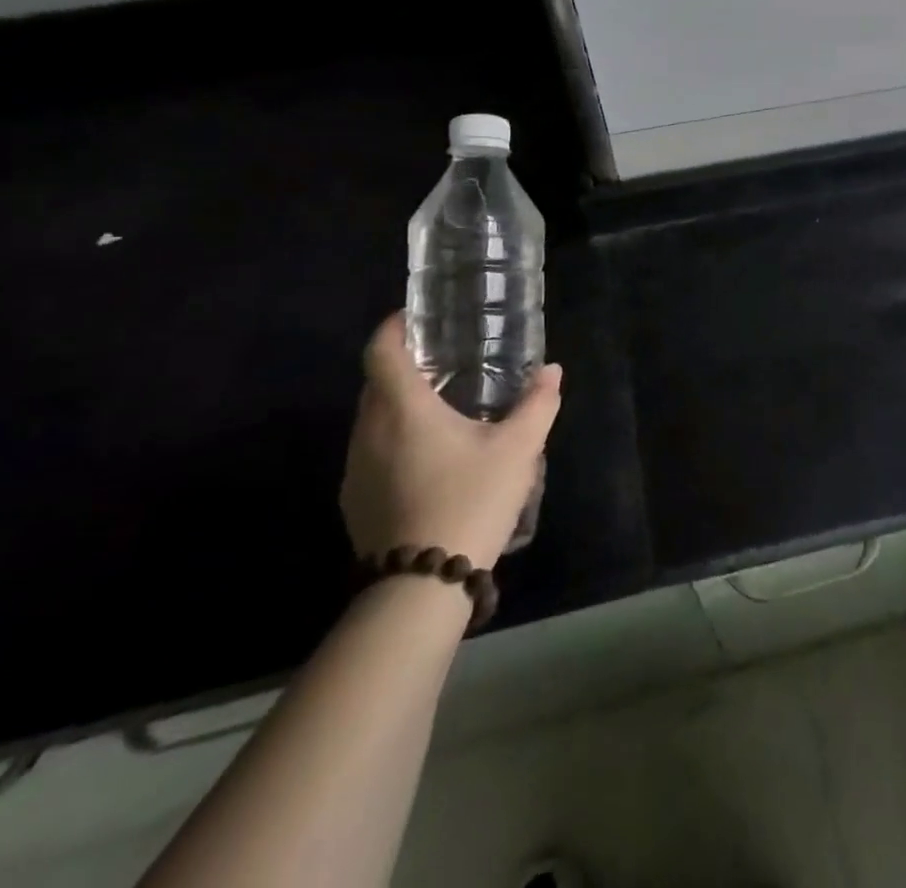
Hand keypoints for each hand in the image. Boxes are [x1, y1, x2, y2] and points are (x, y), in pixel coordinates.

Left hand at [341, 315, 561, 571]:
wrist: (421, 587)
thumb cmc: (470, 500)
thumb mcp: (517, 450)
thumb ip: (537, 405)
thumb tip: (552, 371)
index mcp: (403, 409)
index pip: (381, 351)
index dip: (393, 327)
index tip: (415, 318)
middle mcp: (368, 431)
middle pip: (375, 383)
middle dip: (403, 366)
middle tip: (444, 364)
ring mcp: (355, 469)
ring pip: (371, 420)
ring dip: (398, 406)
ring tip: (440, 411)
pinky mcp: (354, 501)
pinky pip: (371, 452)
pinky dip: (393, 441)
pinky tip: (428, 461)